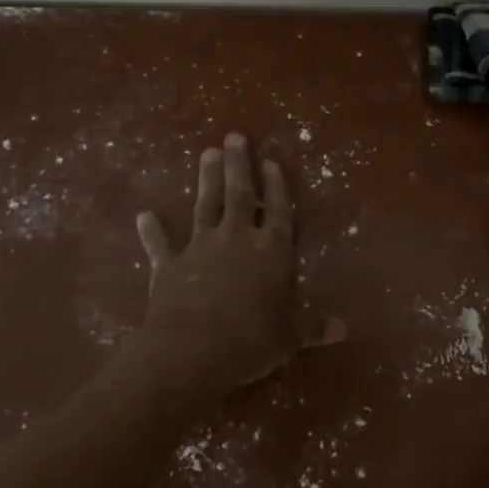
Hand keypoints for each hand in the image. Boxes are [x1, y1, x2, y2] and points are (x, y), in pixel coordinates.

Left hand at [133, 135, 339, 398]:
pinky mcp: (169, 264)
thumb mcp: (290, 337)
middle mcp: (237, 238)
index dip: (276, 185)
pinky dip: (152, 230)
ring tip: (207, 153)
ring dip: (206, 179)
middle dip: (238, 164)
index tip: (270, 161)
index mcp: (272, 250)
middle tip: (234, 137)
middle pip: (239, 193)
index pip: (277, 209)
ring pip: (205, 205)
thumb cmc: (251, 341)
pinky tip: (144, 216)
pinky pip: (160, 244)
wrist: (192, 350)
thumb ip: (314, 327)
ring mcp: (201, 247)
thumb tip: (344, 329)